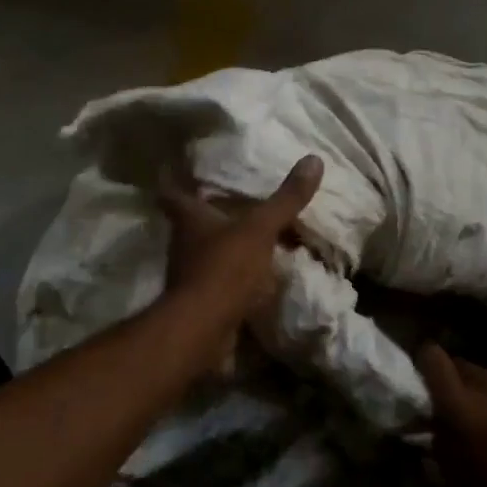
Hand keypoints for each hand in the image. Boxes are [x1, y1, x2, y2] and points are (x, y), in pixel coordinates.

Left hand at [156, 154, 322, 360]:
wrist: (204, 328)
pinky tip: (253, 276)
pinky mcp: (199, 300)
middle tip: (229, 202)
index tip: (179, 172)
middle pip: (189, 223)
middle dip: (207, 215)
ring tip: (247, 237)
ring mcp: (188, 274)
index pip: (172, 193)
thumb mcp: (261, 229)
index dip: (174, 181)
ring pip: (204, 252)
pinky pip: (217, 280)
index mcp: (190, 218)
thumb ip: (286, 199)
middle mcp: (183, 243)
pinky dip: (232, 276)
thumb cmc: (226, 268)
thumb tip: (314, 158)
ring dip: (222, 246)